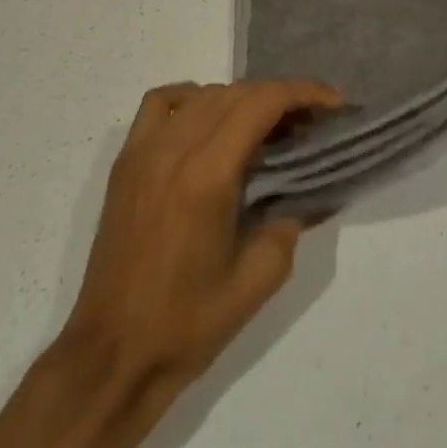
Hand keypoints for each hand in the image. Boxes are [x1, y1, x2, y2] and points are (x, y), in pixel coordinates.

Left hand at [0, 78, 340, 447]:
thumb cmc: (188, 325)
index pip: (261, 103)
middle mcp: (173, 148)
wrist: (112, 355)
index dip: (303, 93)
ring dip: (242, 98)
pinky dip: (194, 98)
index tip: (334, 104)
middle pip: (236, 92)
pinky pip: (162, 103)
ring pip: (202, 93)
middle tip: (310, 122)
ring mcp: (143, 150)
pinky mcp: (126, 161)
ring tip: (266, 126)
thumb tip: (307, 188)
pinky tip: (210, 123)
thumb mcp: (258, 280)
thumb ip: (290, 222)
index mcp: (207, 175)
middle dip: (280, 97)